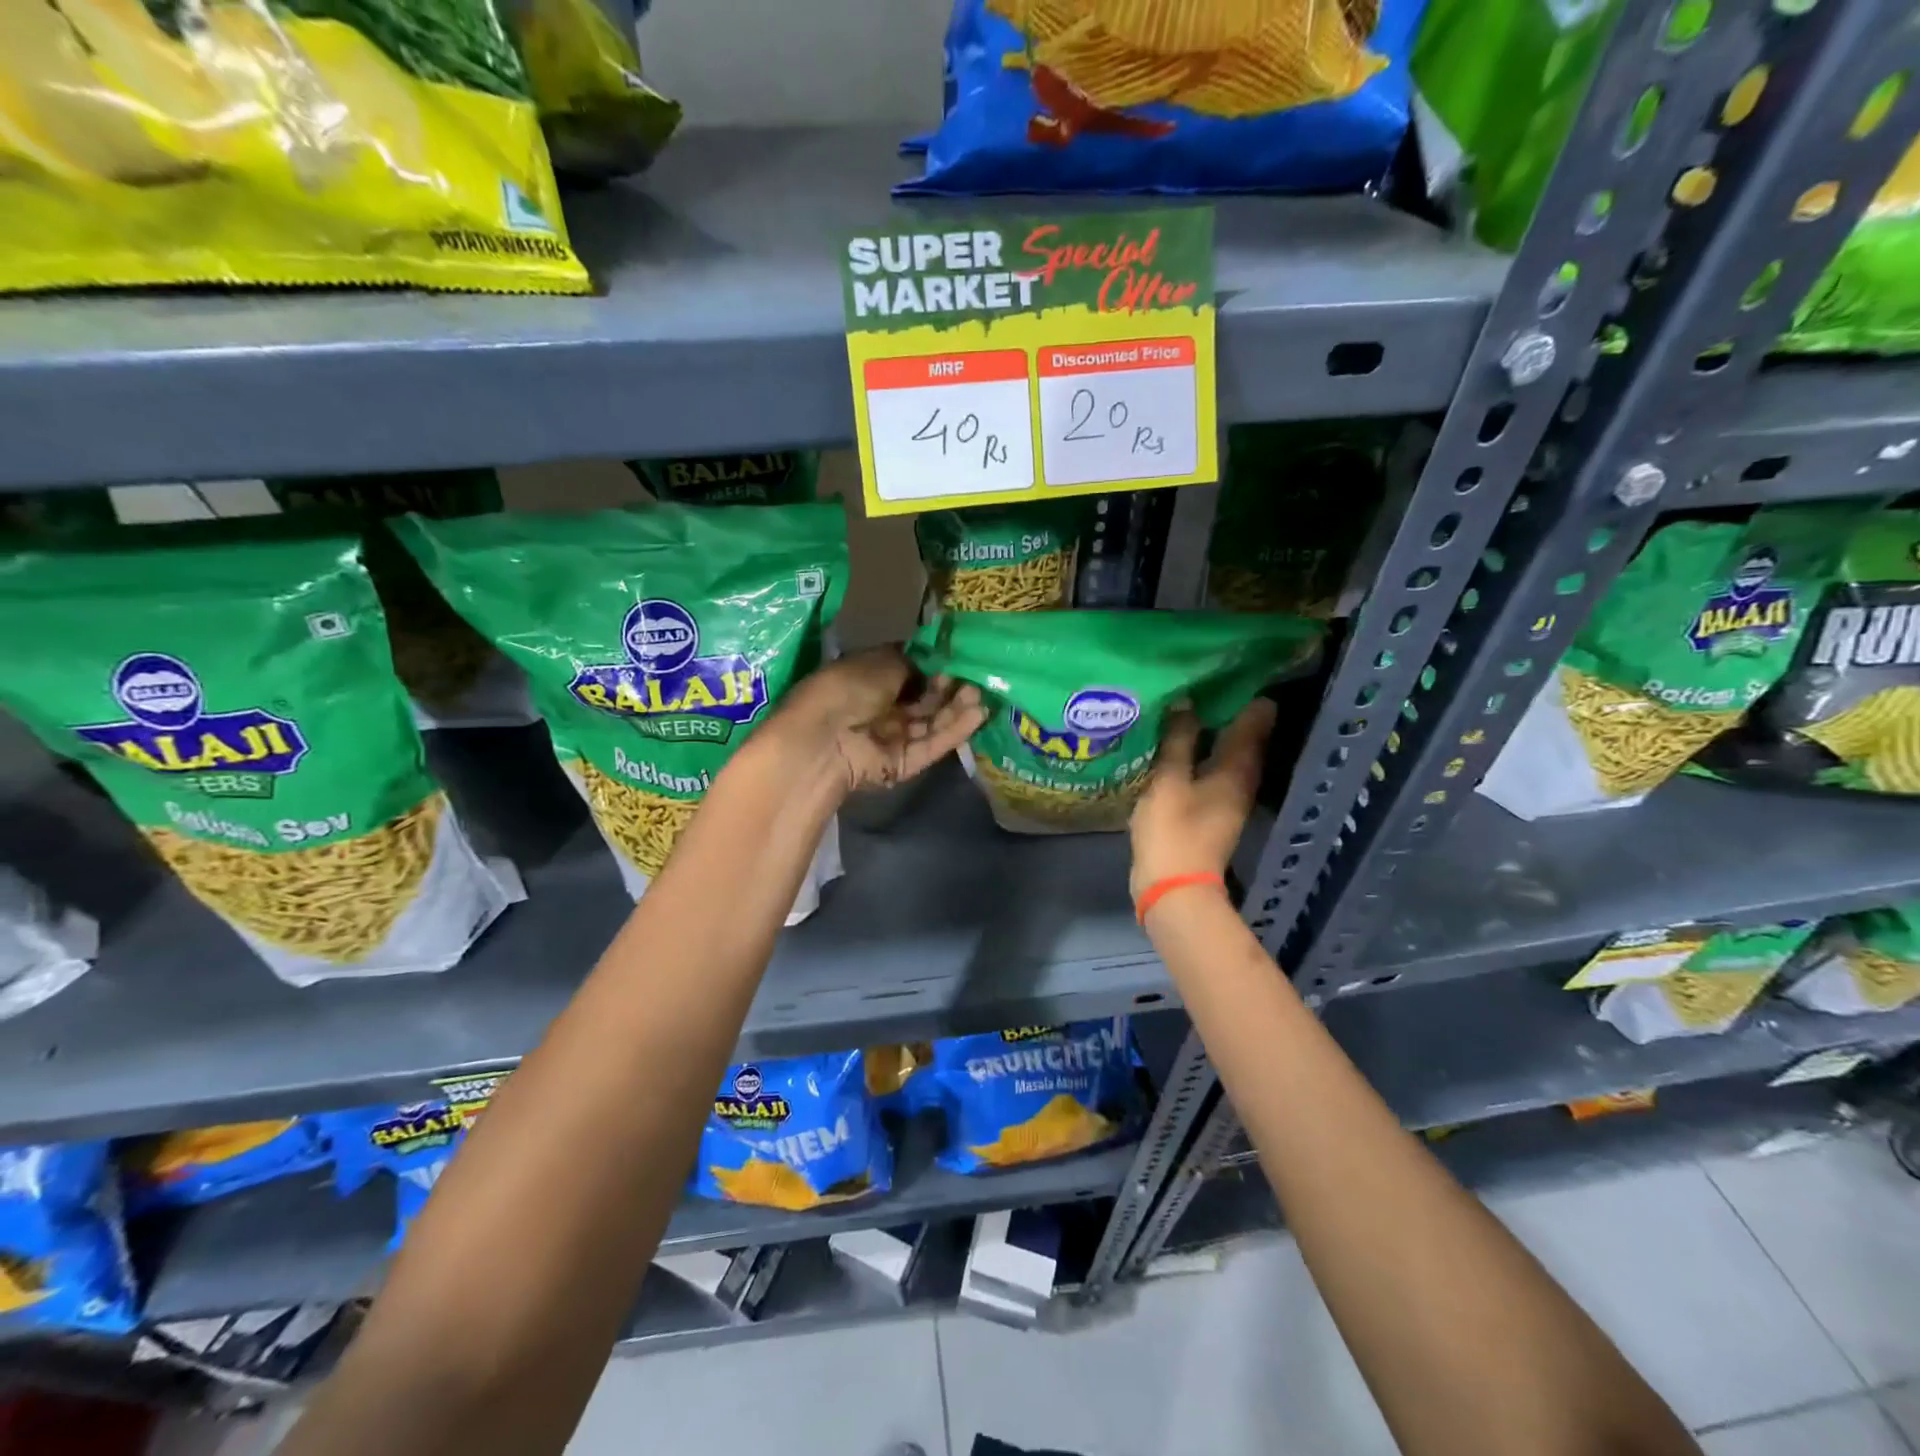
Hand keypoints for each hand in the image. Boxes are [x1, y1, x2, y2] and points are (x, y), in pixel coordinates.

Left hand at [773, 646, 985, 795]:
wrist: (823, 741)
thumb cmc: (846, 689)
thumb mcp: (881, 663)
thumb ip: (912, 662)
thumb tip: (931, 662)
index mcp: (869, 678)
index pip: (909, 670)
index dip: (934, 663)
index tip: (960, 654)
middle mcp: (882, 708)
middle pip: (924, 698)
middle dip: (949, 685)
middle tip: (976, 673)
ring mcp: (893, 738)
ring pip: (932, 722)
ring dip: (956, 707)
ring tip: (981, 692)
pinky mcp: (904, 763)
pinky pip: (932, 744)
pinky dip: (955, 730)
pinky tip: (978, 714)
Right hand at [1129, 699, 1275, 900]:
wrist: (1173, 888)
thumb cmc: (1172, 831)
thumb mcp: (1168, 780)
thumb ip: (1178, 740)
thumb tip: (1186, 700)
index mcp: (1238, 767)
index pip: (1257, 718)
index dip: (1247, 691)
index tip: (1227, 666)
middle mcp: (1242, 778)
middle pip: (1245, 734)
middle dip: (1227, 706)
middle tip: (1200, 679)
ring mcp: (1229, 795)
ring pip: (1228, 750)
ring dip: (1212, 729)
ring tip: (1186, 703)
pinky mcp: (1212, 808)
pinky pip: (1213, 767)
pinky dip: (1202, 750)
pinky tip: (1178, 741)